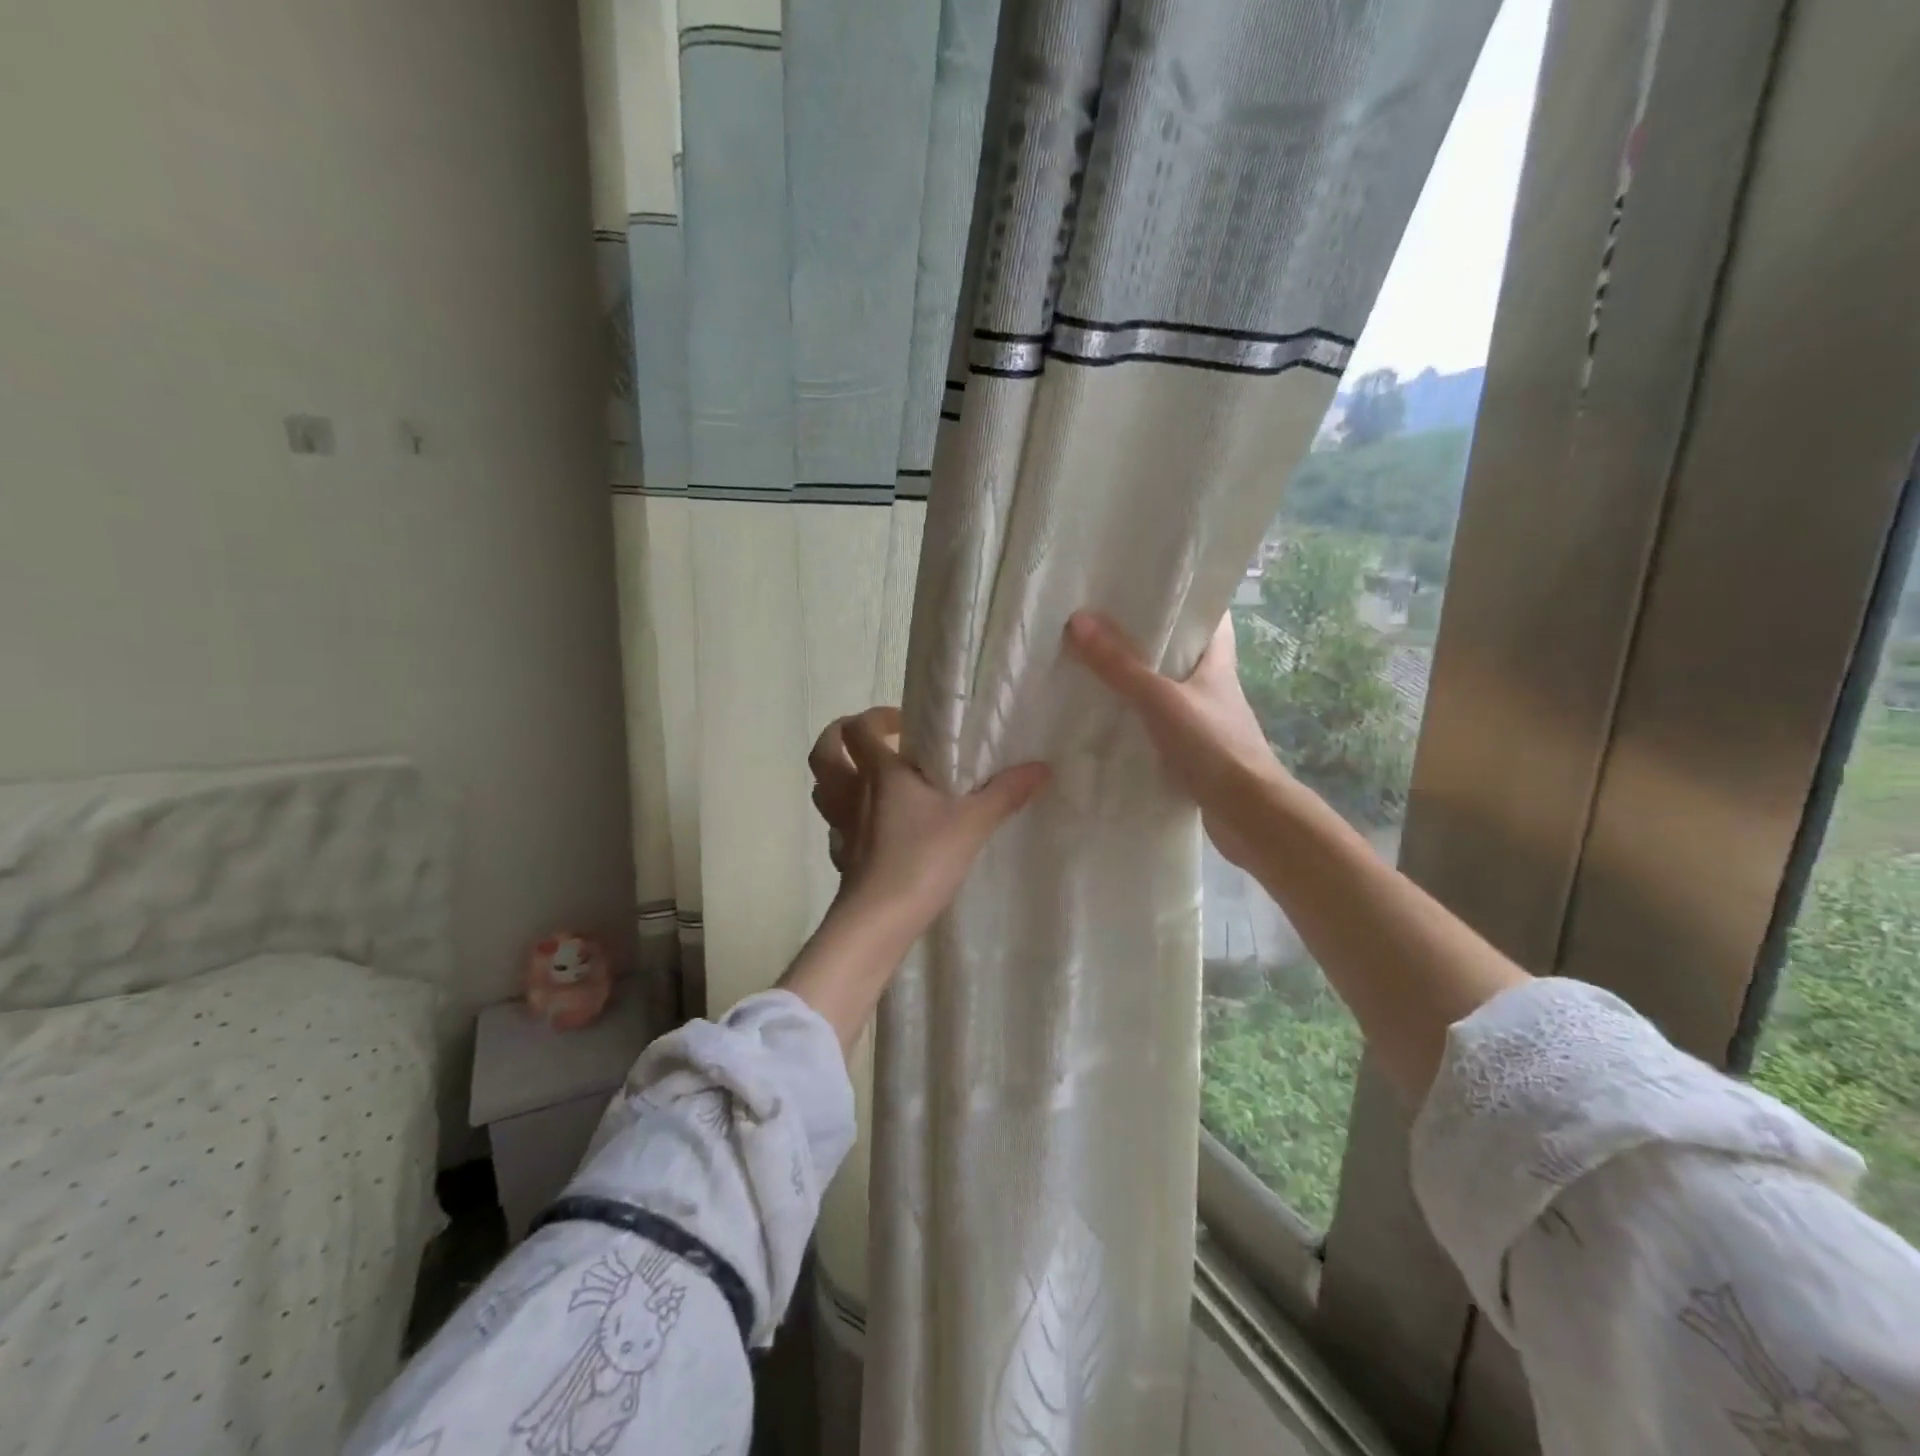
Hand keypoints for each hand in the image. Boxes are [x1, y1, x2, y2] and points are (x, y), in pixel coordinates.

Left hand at [807, 706, 1049, 942]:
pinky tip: (869, 828)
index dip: (876, 718)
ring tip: (868, 778)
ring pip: (822, 788)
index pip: (859, 728)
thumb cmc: (922, 860)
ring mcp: (841, 826)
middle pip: (824, 751)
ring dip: (839, 775)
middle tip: (874, 742)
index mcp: (880, 773)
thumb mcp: (973, 823)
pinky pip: (834, 827)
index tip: (904, 726)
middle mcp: (852, 793)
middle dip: (840, 737)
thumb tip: (1042, 768)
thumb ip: (1006, 793)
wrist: (879, 920)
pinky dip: (845, 819)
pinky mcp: (842, 857)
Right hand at [1063, 611, 1288, 867]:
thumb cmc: (1214, 746)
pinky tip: (1107, 721)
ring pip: (1167, 690)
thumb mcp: (1161, 700)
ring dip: (1137, 681)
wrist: (1249, 814)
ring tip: (1093, 668)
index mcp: (1216, 663)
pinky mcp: (1193, 752)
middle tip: (1102, 625)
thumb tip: (1078, 621)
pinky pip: (1158, 725)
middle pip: (1181, 652)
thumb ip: (1121, 665)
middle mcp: (1212, 687)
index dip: (1184, 598)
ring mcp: (1204, 721)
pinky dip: (1136, 720)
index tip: (1147, 585)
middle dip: (1147, 639)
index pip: (1208, 616)